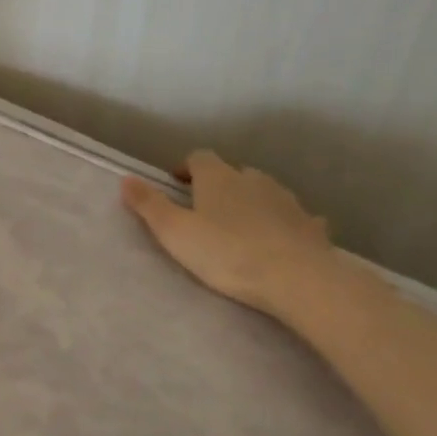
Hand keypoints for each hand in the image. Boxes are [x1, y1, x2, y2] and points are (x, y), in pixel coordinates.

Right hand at [120, 150, 333, 315]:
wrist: (297, 278)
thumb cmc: (226, 252)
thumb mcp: (174, 232)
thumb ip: (149, 205)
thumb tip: (126, 179)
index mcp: (218, 177)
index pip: (199, 157)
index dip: (186, 168)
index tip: (176, 184)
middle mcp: (253, 180)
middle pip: (233, 172)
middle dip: (219, 185)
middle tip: (205, 209)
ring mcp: (286, 200)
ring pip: (264, 191)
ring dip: (251, 201)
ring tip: (240, 224)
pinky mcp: (310, 225)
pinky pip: (293, 217)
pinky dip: (283, 223)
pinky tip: (280, 238)